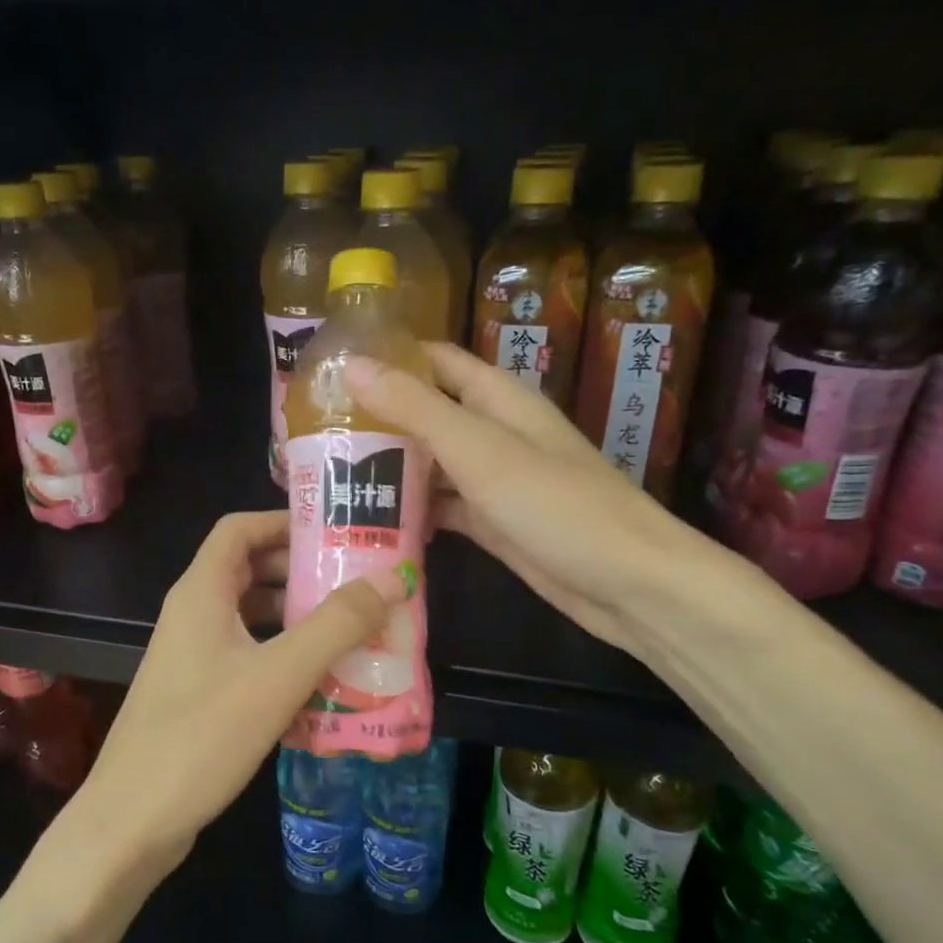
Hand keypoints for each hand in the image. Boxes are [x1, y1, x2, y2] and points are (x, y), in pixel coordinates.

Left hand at [73, 510, 406, 876]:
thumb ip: (336, 625)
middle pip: (249, 571)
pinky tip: (321, 684)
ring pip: (250, 618)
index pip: (239, 529)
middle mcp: (193, 615)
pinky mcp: (197, 694)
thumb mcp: (278, 675)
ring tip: (351, 631)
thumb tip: (391, 578)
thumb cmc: (202, 736)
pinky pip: (246, 657)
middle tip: (357, 584)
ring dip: (296, 618)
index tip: (335, 533)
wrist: (132, 821)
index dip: (283, 522)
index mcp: (201, 593)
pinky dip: (282, 657)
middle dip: (301, 572)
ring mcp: (192, 657)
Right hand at [346, 342, 706, 655]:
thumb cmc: (557, 505)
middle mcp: (493, 433)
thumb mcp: (480, 450)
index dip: (387, 357)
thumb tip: (351, 366)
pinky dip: (411, 512)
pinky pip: (442, 508)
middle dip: (376, 419)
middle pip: (426, 412)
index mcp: (497, 399)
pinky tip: (369, 522)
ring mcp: (493, 481)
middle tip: (313, 433)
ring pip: (430, 464)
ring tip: (327, 476)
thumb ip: (416, 409)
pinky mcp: (492, 523)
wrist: (628, 584)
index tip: (329, 370)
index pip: (434, 360)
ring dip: (388, 468)